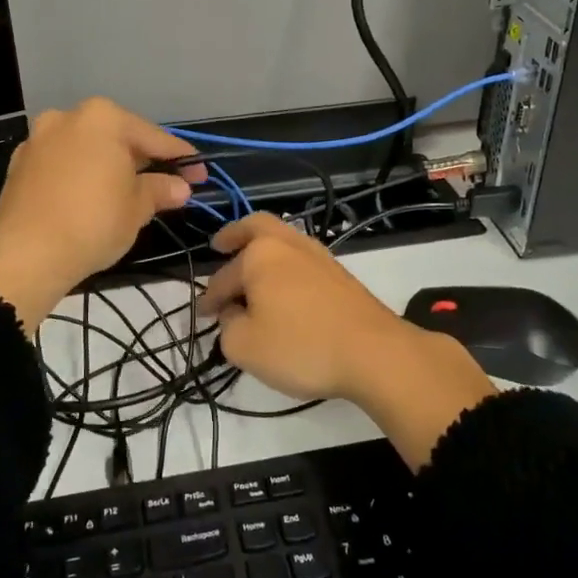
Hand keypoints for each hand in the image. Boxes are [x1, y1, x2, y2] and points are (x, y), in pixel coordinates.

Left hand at [0, 99, 202, 331]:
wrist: (25, 255)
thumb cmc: (93, 222)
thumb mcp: (137, 207)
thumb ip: (160, 190)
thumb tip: (180, 187)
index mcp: (103, 118)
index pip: (154, 138)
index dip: (181, 158)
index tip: (200, 173)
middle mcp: (68, 117)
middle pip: (117, 137)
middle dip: (143, 159)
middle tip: (167, 183)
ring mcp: (39, 139)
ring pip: (87, 148)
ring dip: (110, 165)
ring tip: (129, 191)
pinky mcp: (20, 164)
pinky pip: (63, 163)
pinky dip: (81, 174)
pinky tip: (92, 197)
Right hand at [200, 214, 408, 399]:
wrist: (373, 352)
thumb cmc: (301, 346)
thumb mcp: (244, 347)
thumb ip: (227, 326)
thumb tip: (234, 312)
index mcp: (260, 254)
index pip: (223, 277)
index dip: (210, 299)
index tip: (204, 316)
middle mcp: (288, 243)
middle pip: (257, 225)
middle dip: (235, 234)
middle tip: (220, 244)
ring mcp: (318, 255)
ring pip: (282, 239)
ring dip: (262, 249)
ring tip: (251, 269)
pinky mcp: (339, 273)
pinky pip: (300, 258)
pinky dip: (284, 264)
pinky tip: (283, 286)